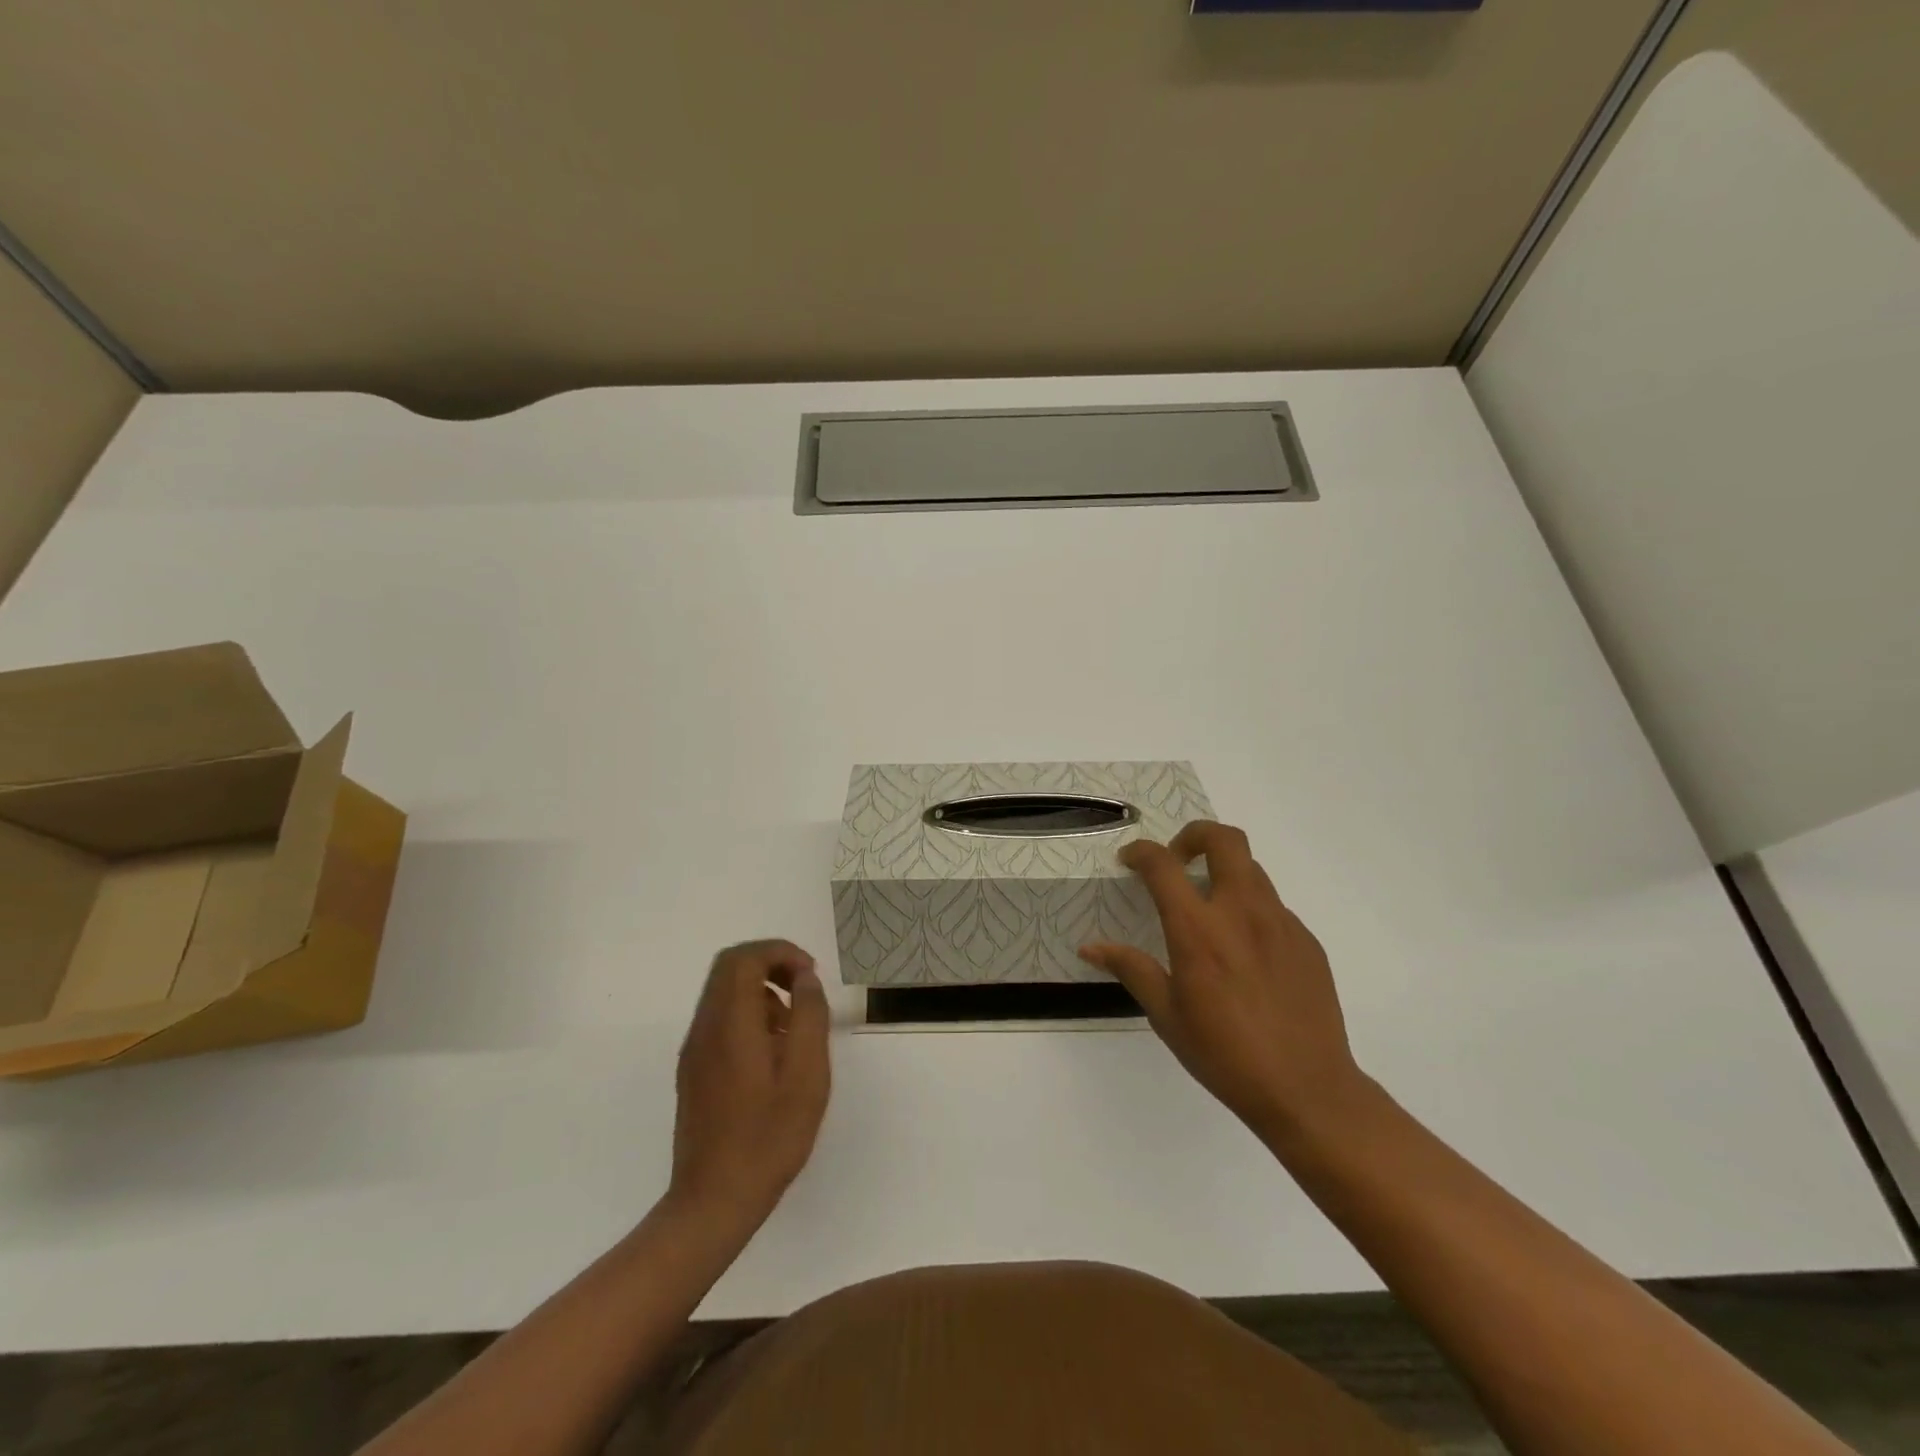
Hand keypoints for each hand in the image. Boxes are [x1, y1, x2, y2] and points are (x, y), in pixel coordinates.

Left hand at [668, 940, 830, 1234]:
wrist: (713, 1201)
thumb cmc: (769, 1137)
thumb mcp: (807, 1074)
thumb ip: (810, 1016)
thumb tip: (805, 978)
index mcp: (730, 1024)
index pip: (744, 958)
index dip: (780, 953)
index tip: (810, 975)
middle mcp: (705, 1028)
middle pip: (729, 968)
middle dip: (770, 965)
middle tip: (804, 990)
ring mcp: (694, 1050)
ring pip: (723, 992)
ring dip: (761, 991)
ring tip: (794, 1027)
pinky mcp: (693, 1070)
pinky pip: (719, 1019)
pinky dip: (748, 1014)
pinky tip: (773, 1053)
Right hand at [1079, 822, 1368, 1142]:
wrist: (1308, 1090)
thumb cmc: (1225, 1055)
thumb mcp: (1167, 1015)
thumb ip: (1131, 969)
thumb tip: (1090, 947)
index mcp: (1198, 930)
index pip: (1162, 864)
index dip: (1141, 852)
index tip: (1129, 861)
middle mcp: (1242, 912)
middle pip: (1224, 839)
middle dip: (1194, 835)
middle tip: (1178, 860)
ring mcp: (1281, 923)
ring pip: (1251, 869)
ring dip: (1223, 872)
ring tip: (1209, 908)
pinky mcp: (1306, 941)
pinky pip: (1273, 906)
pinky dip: (1250, 909)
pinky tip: (1244, 952)